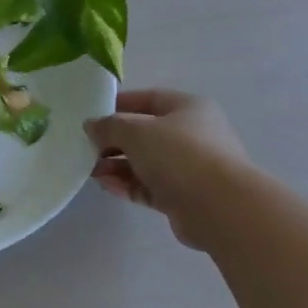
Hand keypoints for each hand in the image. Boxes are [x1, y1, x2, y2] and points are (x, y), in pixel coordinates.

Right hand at [85, 88, 249, 249]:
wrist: (220, 207)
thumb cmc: (179, 155)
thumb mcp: (135, 131)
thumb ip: (108, 126)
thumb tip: (92, 126)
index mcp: (188, 108)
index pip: (148, 99)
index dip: (118, 105)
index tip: (92, 116)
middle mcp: (192, 134)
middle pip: (145, 133)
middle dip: (114, 141)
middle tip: (87, 149)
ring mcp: (190, 168)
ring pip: (145, 162)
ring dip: (117, 166)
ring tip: (92, 172)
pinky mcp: (184, 196)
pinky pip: (149, 186)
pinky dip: (128, 185)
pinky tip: (107, 186)